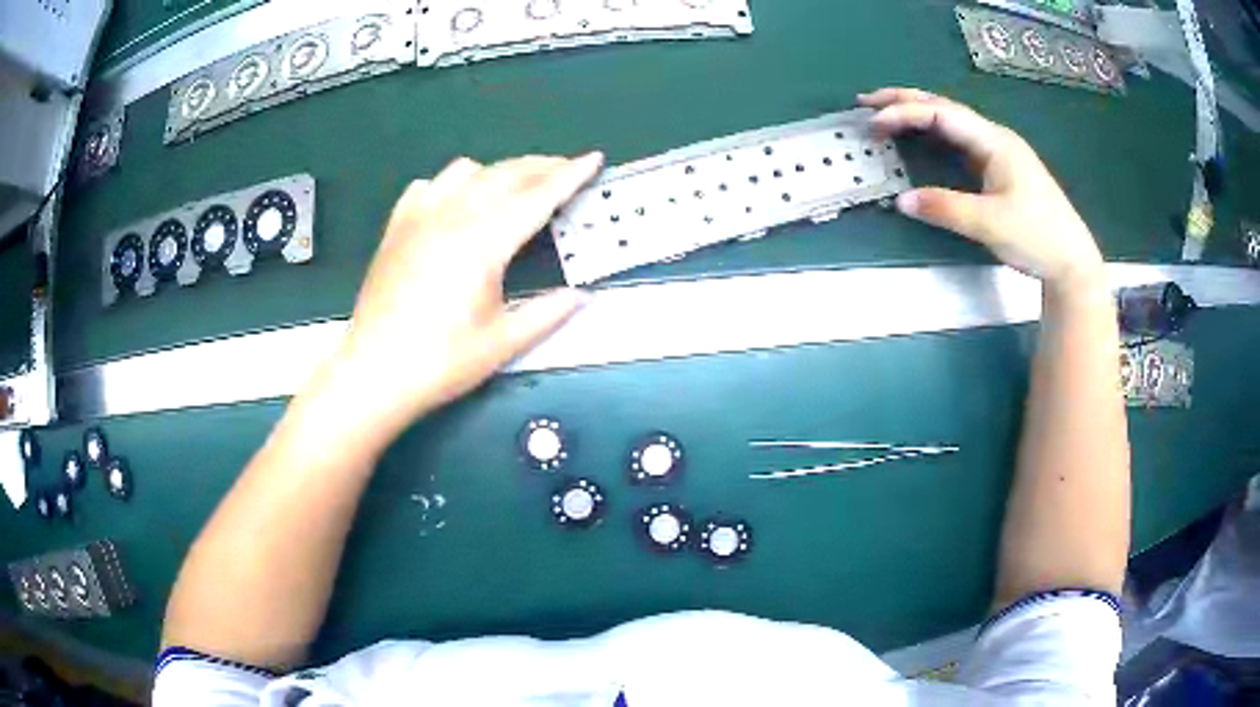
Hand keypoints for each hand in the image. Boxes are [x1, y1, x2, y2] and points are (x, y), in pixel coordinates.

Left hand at [329, 153, 602, 432]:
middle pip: (505, 174)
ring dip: (498, 171)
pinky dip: (452, 184)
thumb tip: (581, 297)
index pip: (538, 197)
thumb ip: (547, 314)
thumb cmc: (441, 361)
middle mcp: (453, 216)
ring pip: (466, 170)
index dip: (570, 176)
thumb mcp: (503, 342)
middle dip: (541, 166)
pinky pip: (429, 186)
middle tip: (565, 169)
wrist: (375, 371)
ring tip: (514, 187)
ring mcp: (420, 217)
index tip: (593, 158)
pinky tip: (456, 203)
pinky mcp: (397, 227)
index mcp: (484, 242)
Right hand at [859, 88, 1104, 291]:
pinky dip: (932, 134)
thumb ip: (946, 209)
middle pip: (944, 107)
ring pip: (951, 122)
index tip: (873, 123)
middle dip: (904, 101)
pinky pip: (958, 140)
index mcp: (995, 141)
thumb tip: (901, 200)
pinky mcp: (998, 169)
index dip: (906, 113)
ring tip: (884, 114)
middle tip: (866, 102)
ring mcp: (998, 152)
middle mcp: (995, 138)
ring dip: (917, 114)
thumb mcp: (990, 224)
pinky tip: (920, 138)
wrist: (1071, 262)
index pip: (942, 114)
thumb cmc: (1037, 237)